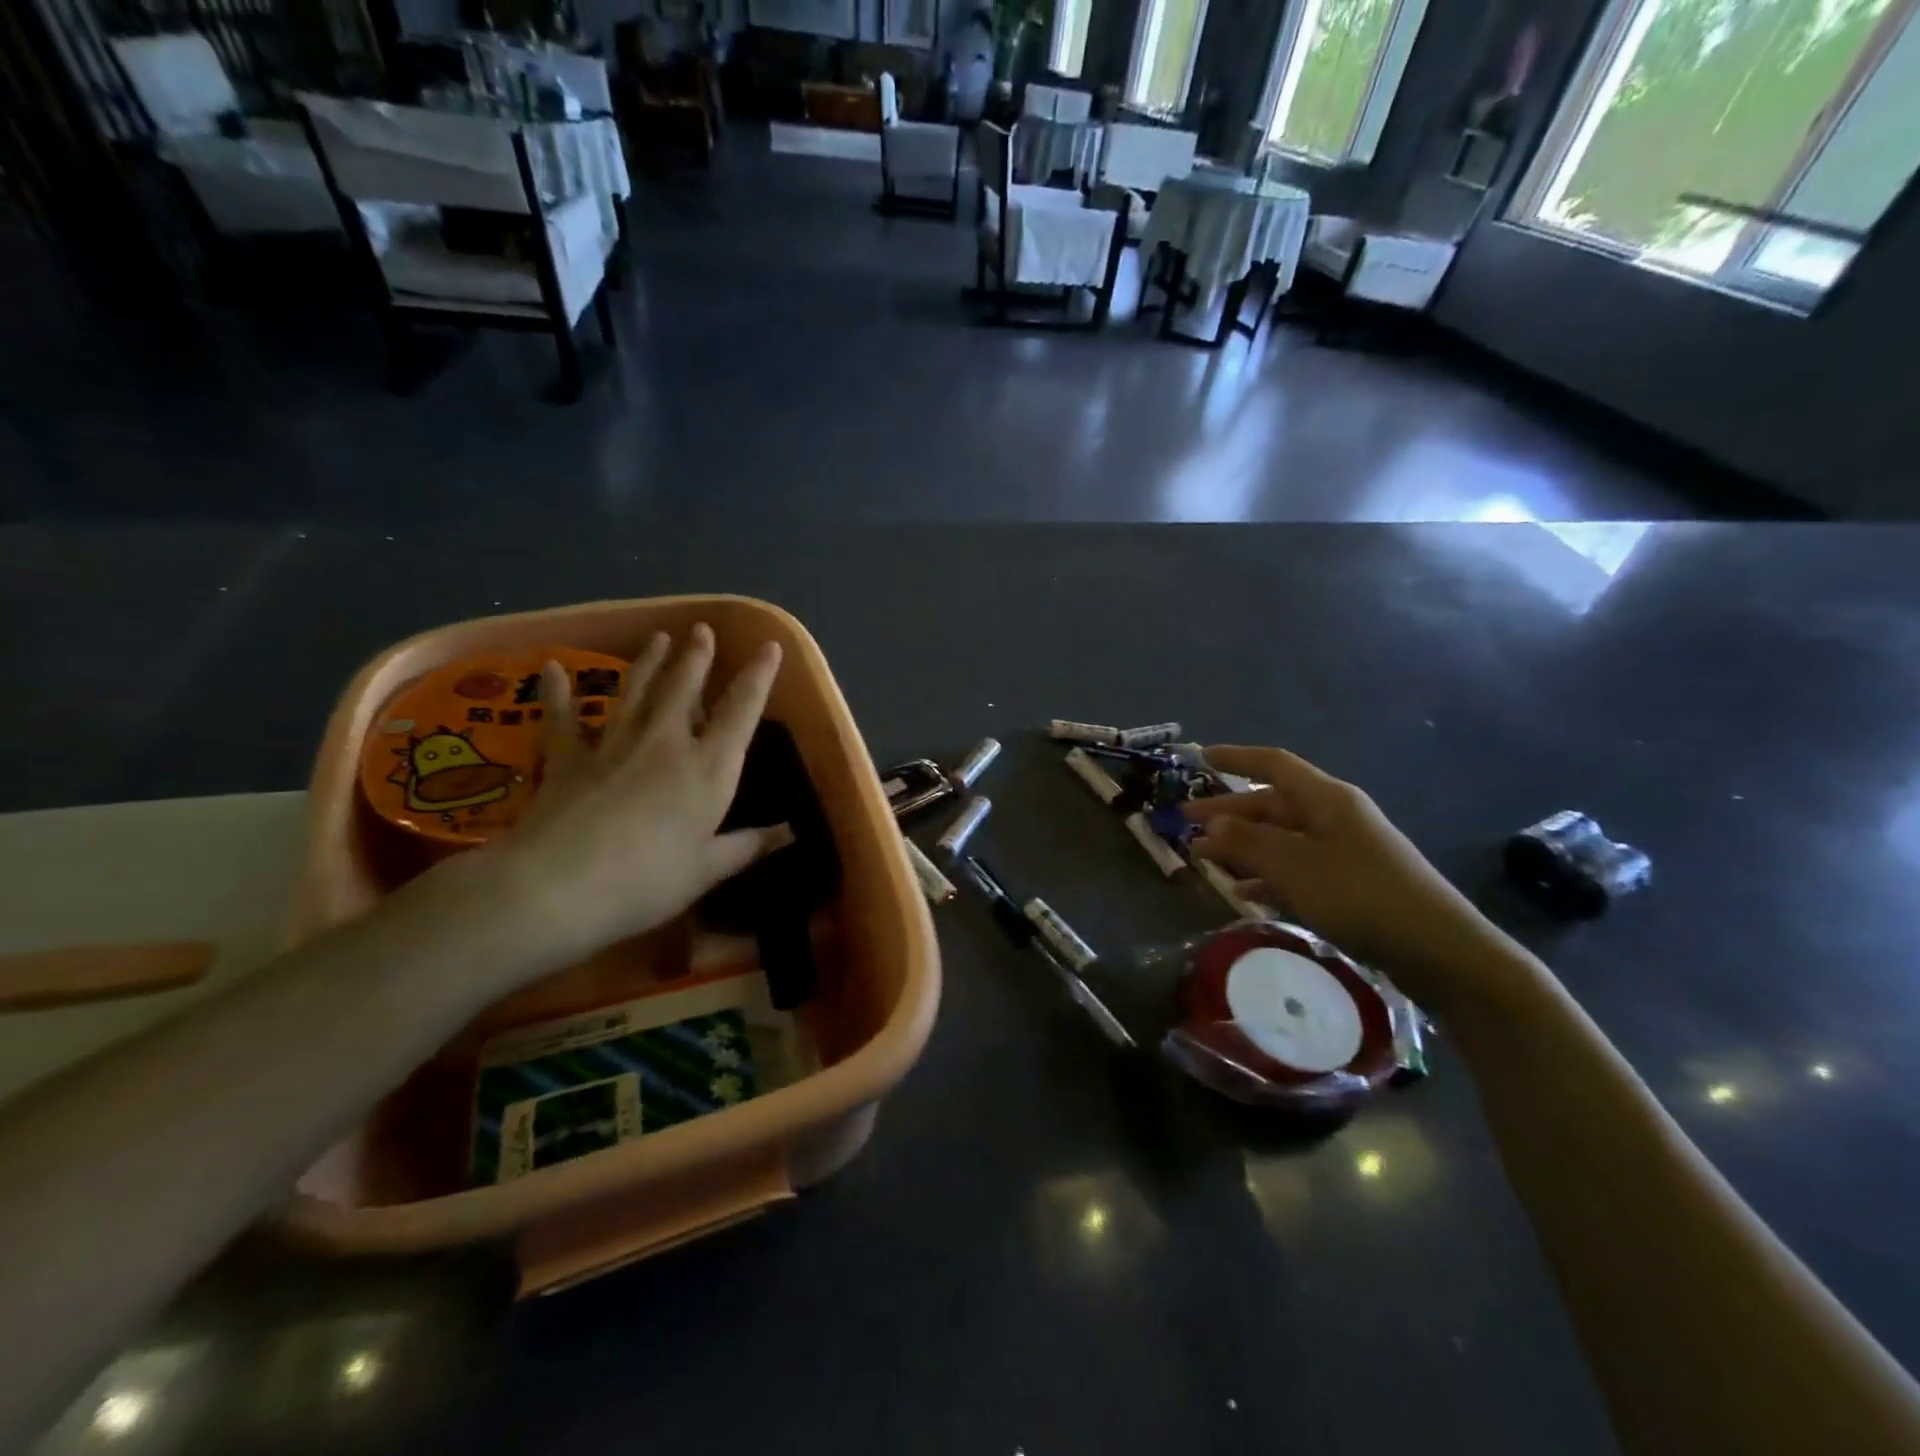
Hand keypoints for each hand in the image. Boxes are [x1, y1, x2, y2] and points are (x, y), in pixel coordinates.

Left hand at [451, 624, 786, 976]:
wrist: (558, 887)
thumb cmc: (647, 881)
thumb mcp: (709, 869)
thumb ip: (750, 845)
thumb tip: (793, 832)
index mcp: (708, 768)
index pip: (742, 711)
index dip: (759, 677)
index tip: (770, 646)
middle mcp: (666, 744)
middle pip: (685, 689)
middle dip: (697, 657)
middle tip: (701, 629)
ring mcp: (614, 746)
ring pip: (637, 693)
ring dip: (650, 663)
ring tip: (659, 637)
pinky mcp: (569, 760)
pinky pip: (563, 719)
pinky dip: (558, 694)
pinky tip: (551, 669)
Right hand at [1184, 747, 1513, 999]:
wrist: (1440, 951)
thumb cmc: (1361, 896)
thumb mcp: (1293, 866)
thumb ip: (1247, 841)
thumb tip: (1211, 821)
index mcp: (1326, 799)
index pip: (1272, 765)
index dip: (1235, 758)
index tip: (1200, 758)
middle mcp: (1335, 817)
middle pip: (1271, 804)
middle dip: (1227, 813)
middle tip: (1185, 823)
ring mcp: (1344, 851)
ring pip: (1281, 839)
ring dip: (1242, 847)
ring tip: (1204, 860)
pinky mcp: (1351, 884)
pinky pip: (1296, 869)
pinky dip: (1267, 876)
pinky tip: (1244, 893)